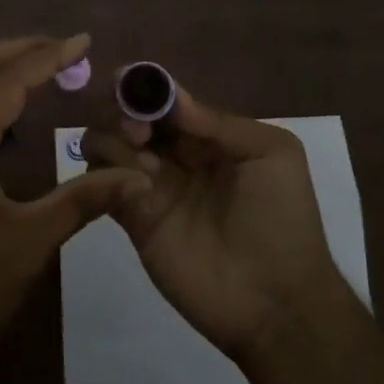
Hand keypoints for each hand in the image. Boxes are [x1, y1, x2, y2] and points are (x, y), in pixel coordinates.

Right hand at [82, 87, 344, 361]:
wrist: (276, 300)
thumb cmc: (281, 218)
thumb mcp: (271, 154)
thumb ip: (219, 122)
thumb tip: (171, 97)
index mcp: (207, 135)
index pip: (164, 98)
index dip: (143, 86)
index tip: (127, 82)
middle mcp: (174, 154)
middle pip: (128, 114)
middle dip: (123, 109)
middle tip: (139, 130)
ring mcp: (150, 185)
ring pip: (106, 142)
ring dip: (113, 138)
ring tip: (142, 160)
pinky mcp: (133, 219)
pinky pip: (102, 183)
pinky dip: (105, 173)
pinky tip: (135, 186)